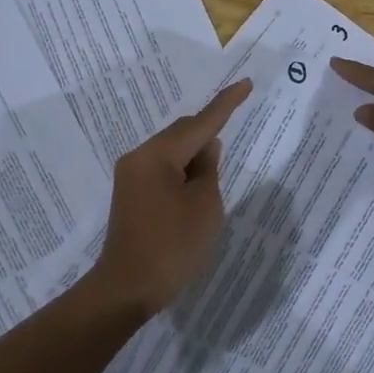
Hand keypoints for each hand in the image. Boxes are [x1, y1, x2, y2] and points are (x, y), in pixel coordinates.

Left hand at [85, 78, 253, 317]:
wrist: (127, 288)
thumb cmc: (172, 247)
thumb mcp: (205, 207)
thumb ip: (209, 170)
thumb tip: (206, 147)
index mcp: (158, 155)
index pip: (200, 122)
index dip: (226, 104)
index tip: (246, 83)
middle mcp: (139, 157)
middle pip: (182, 134)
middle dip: (209, 134)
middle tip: (233, 145)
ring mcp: (130, 176)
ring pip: (171, 152)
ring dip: (195, 158)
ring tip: (215, 179)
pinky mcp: (130, 194)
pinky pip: (162, 169)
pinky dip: (182, 172)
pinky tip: (196, 187)